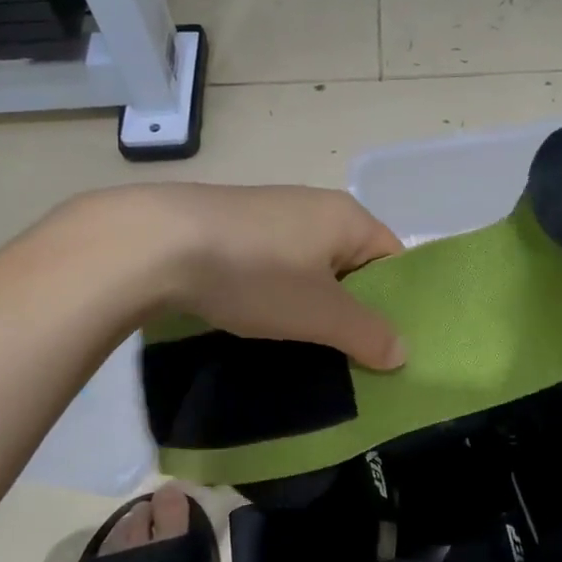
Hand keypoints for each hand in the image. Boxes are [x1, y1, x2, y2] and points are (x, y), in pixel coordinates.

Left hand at [115, 183, 406, 368]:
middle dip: (352, 309)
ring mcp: (271, 213)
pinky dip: (276, 291)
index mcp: (347, 216)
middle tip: (350, 355)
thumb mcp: (319, 313)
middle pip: (352, 263)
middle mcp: (314, 206)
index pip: (393, 258)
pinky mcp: (234, 226)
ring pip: (310, 266)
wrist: (158, 243)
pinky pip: (274, 263)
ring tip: (305, 345)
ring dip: (311, 304)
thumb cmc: (257, 273)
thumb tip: (403, 350)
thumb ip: (367, 333)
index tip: (388, 346)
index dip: (397, 303)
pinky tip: (260, 317)